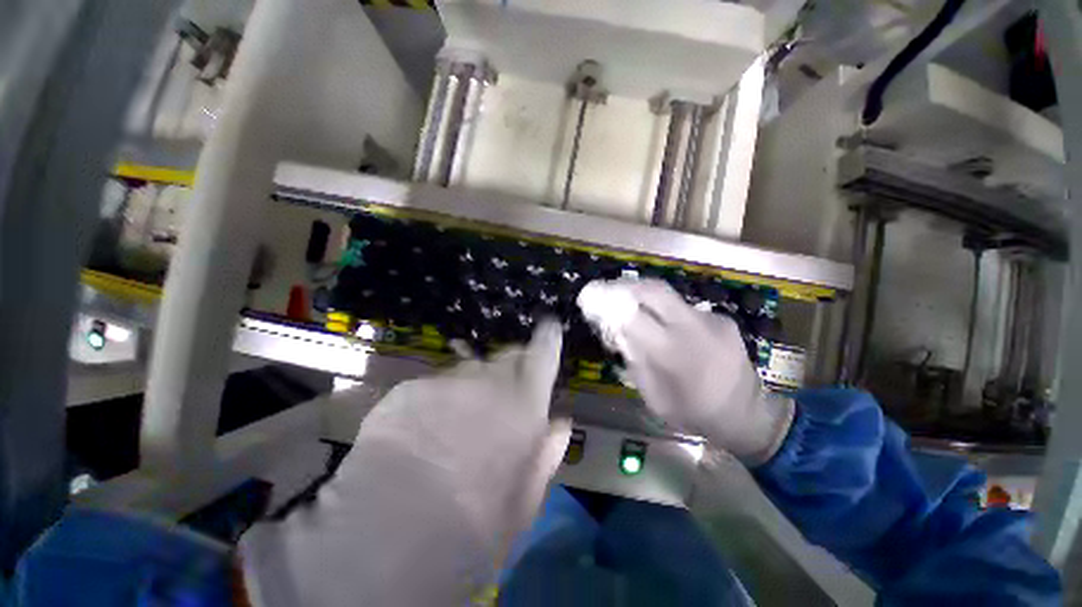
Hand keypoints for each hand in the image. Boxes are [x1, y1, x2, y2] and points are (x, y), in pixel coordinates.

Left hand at [347, 319, 570, 554]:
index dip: (548, 337)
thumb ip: (547, 451)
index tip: (549, 327)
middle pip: (506, 357)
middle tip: (501, 399)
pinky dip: (435, 403)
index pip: (544, 352)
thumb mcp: (526, 498)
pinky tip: (421, 437)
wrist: (392, 534)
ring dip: (471, 389)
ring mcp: (445, 378)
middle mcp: (488, 377)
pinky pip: (432, 388)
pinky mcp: (408, 389)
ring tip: (456, 426)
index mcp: (524, 400)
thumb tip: (559, 422)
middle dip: (510, 369)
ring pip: (467, 372)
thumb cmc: (476, 523)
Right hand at [578, 278, 792, 465]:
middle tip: (611, 290)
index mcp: (671, 353)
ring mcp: (710, 320)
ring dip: (646, 297)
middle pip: (654, 290)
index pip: (632, 316)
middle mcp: (691, 328)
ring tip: (633, 305)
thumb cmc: (693, 412)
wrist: (748, 415)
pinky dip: (668, 312)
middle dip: (627, 286)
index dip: (609, 304)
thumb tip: (618, 333)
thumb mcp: (653, 397)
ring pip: (669, 295)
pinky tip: (667, 326)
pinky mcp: (721, 319)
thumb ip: (634, 361)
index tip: (592, 299)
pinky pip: (685, 308)